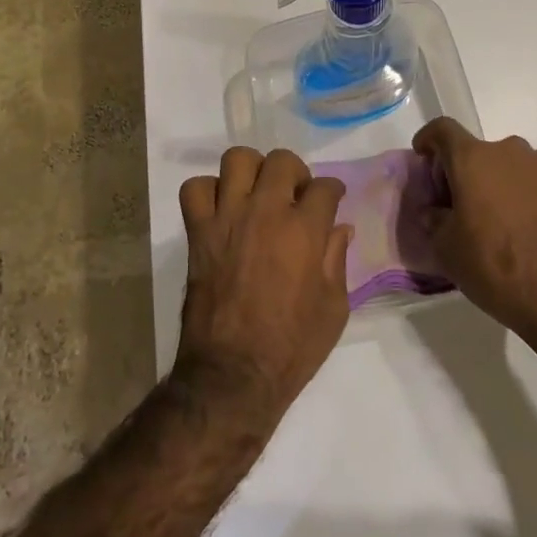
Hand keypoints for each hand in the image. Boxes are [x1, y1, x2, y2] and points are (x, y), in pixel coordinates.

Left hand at [174, 148, 352, 420]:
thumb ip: (337, 260)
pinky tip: (222, 210)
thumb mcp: (334, 309)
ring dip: (251, 171)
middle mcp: (266, 212)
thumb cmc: (292, 347)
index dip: (332, 191)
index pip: (325, 187)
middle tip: (295, 196)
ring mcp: (228, 218)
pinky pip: (196, 189)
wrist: (233, 375)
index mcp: (305, 231)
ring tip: (257, 193)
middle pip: (281, 161)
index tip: (331, 201)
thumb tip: (339, 228)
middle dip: (295, 173)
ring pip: (237, 160)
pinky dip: (208, 192)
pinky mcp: (199, 232)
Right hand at [412, 118, 536, 349]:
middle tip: (468, 209)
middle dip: (470, 174)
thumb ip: (435, 220)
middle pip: (482, 152)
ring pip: (516, 168)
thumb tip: (436, 210)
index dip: (429, 139)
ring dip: (506, 186)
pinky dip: (536, 198)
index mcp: (473, 160)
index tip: (425, 157)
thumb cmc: (498, 270)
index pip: (443, 130)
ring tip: (509, 225)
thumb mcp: (448, 252)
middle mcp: (512, 152)